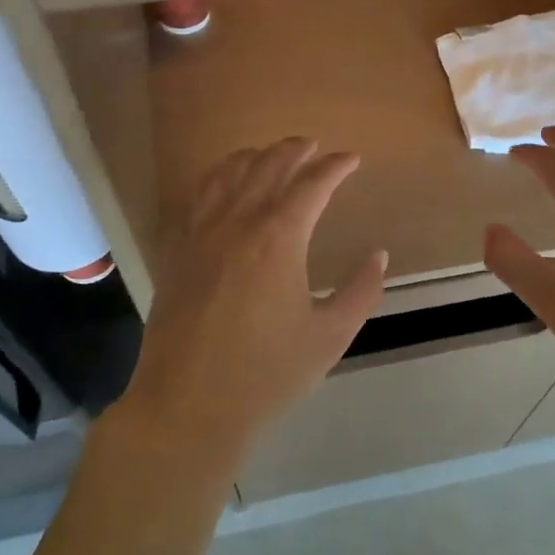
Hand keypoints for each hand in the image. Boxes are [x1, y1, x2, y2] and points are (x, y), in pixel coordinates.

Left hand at [111, 137, 385, 478]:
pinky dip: (216, 176)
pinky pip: (196, 196)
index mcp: (279, 238)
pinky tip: (223, 183)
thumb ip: (361, 291)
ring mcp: (200, 233)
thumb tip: (378, 255)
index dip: (335, 166)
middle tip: (314, 146)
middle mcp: (237, 222)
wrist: (188, 408)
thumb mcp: (330, 336)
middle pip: (268, 167)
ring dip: (254, 156)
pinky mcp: (176, 250)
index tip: (352, 159)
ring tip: (271, 154)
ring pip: (227, 173)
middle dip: (295, 150)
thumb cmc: (266, 375)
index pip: (312, 184)